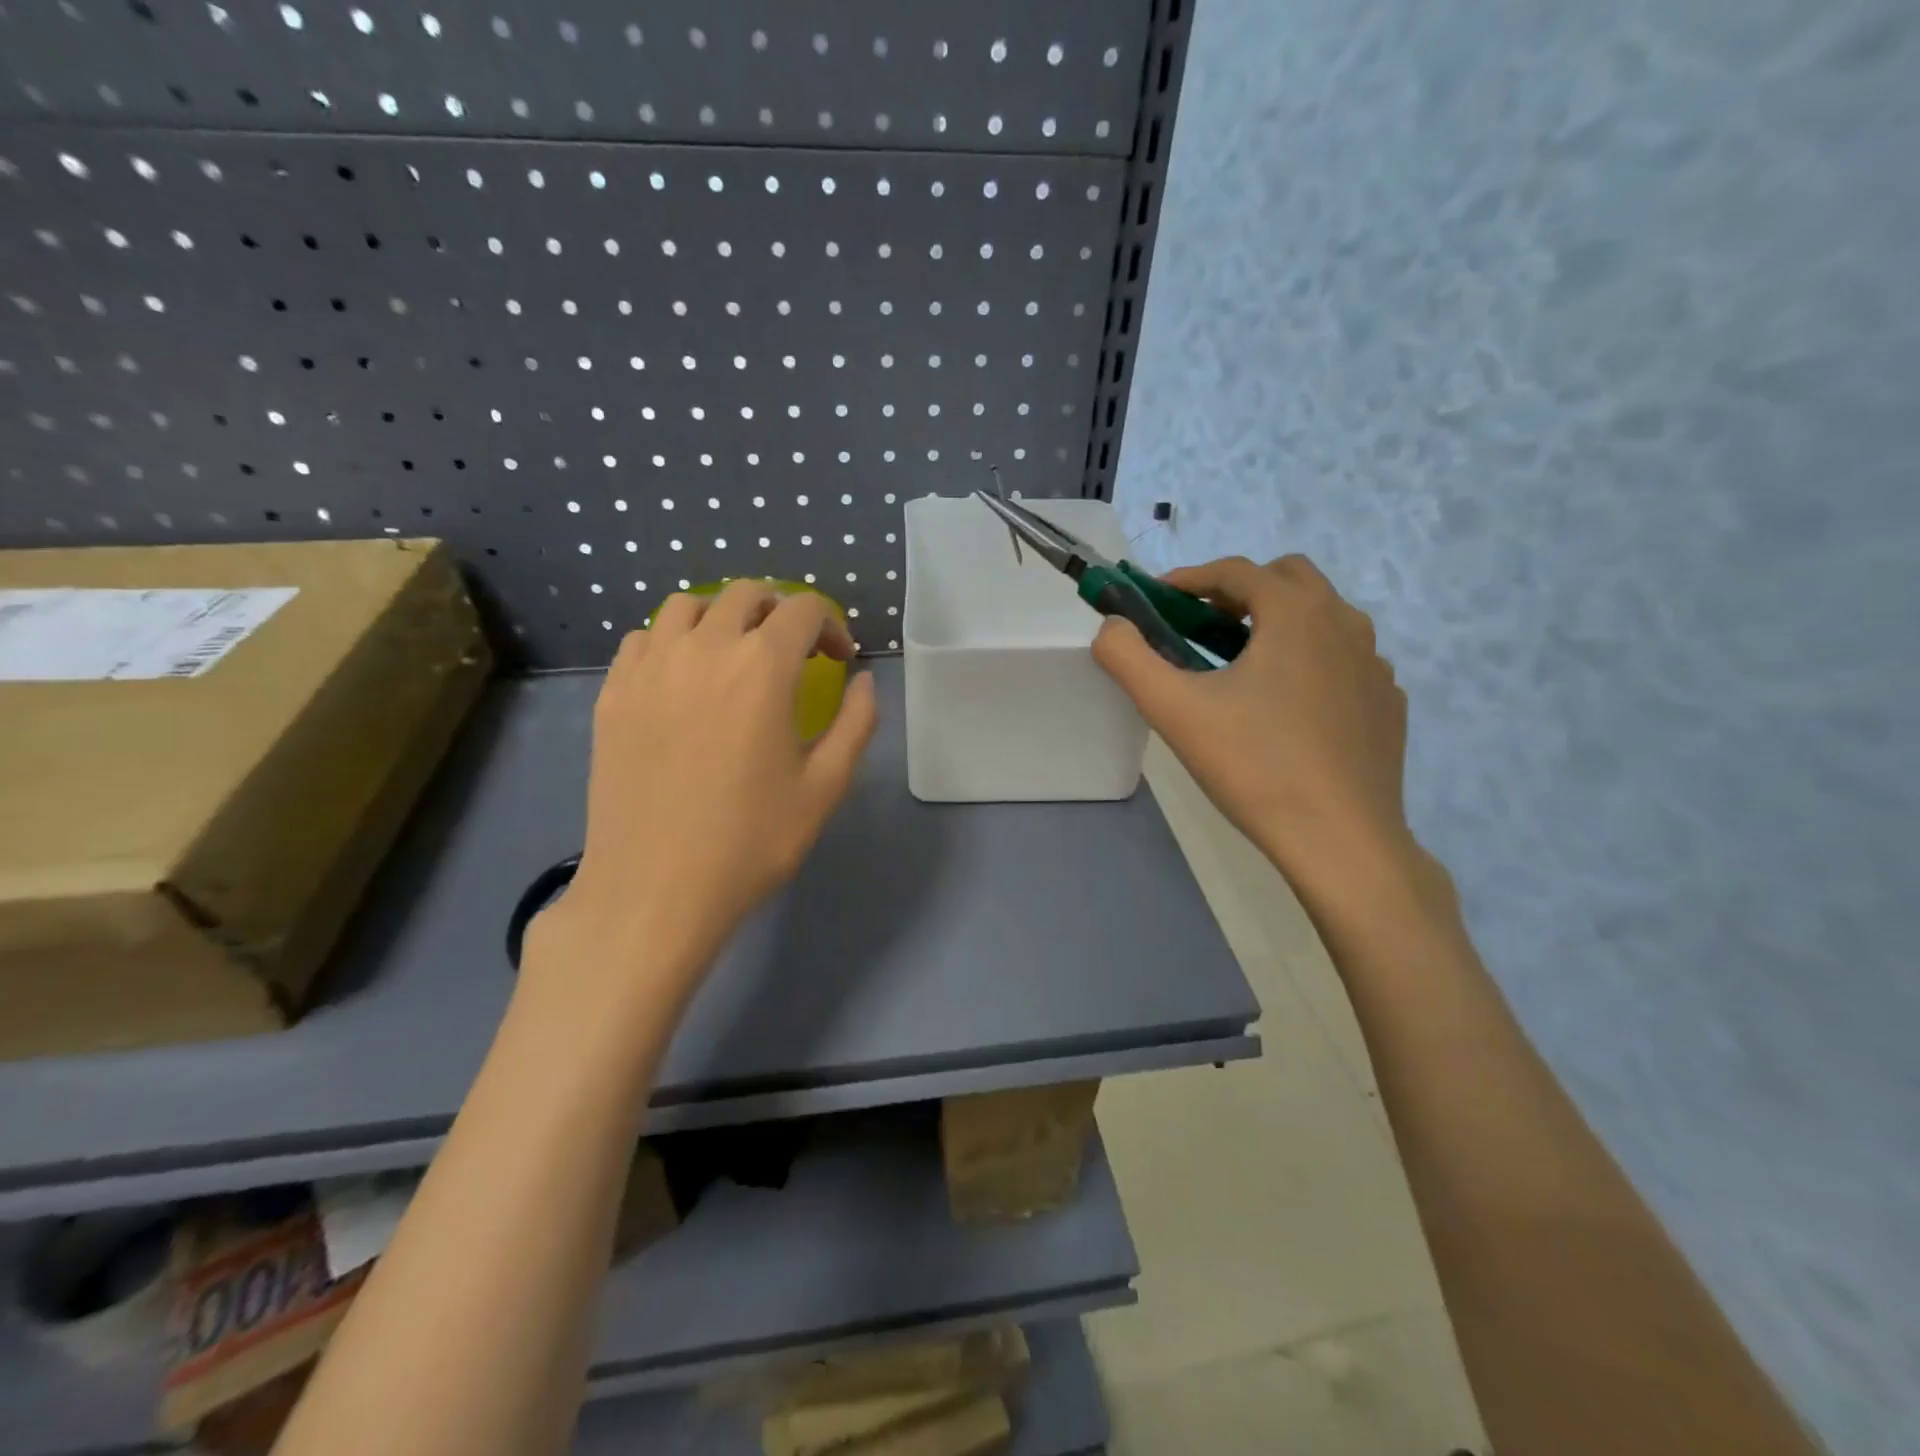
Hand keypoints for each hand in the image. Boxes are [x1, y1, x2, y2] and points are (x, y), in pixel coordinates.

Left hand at [524, 582, 877, 1020]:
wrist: (655, 890)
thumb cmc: (751, 841)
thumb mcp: (825, 786)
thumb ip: (856, 723)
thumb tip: (863, 680)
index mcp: (762, 666)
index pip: (803, 609)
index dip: (832, 626)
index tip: (839, 660)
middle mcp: (703, 648)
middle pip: (746, 595)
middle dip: (781, 613)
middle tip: (795, 654)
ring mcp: (650, 667)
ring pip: (688, 605)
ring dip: (723, 617)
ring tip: (736, 657)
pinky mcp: (613, 692)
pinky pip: (644, 639)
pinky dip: (673, 641)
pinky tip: (684, 680)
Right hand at [1094, 555, 1428, 916]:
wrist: (1340, 839)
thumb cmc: (1254, 766)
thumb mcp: (1174, 710)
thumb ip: (1128, 659)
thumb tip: (1112, 628)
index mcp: (1296, 613)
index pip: (1237, 570)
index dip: (1190, 578)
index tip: (1157, 599)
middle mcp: (1345, 623)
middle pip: (1288, 579)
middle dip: (1240, 591)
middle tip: (1201, 627)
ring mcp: (1374, 665)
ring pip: (1322, 618)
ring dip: (1277, 623)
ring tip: (1241, 667)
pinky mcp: (1387, 703)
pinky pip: (1343, 660)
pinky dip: (1310, 661)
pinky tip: (1286, 707)